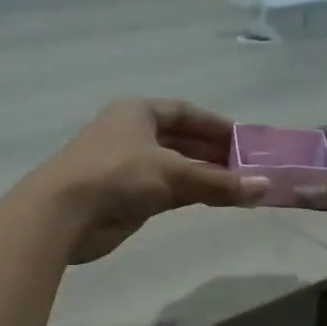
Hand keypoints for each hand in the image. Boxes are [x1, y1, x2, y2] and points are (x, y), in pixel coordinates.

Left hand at [31, 99, 266, 263]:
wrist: (62, 213)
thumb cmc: (117, 177)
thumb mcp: (173, 174)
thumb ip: (218, 182)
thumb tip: (265, 188)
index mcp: (137, 113)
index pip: (184, 112)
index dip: (215, 125)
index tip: (245, 140)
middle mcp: (130, 134)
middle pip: (179, 140)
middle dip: (213, 154)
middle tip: (248, 168)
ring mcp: (123, 166)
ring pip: (171, 167)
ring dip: (201, 176)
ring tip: (237, 187)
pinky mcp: (121, 196)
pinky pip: (162, 191)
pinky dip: (186, 194)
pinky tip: (208, 202)